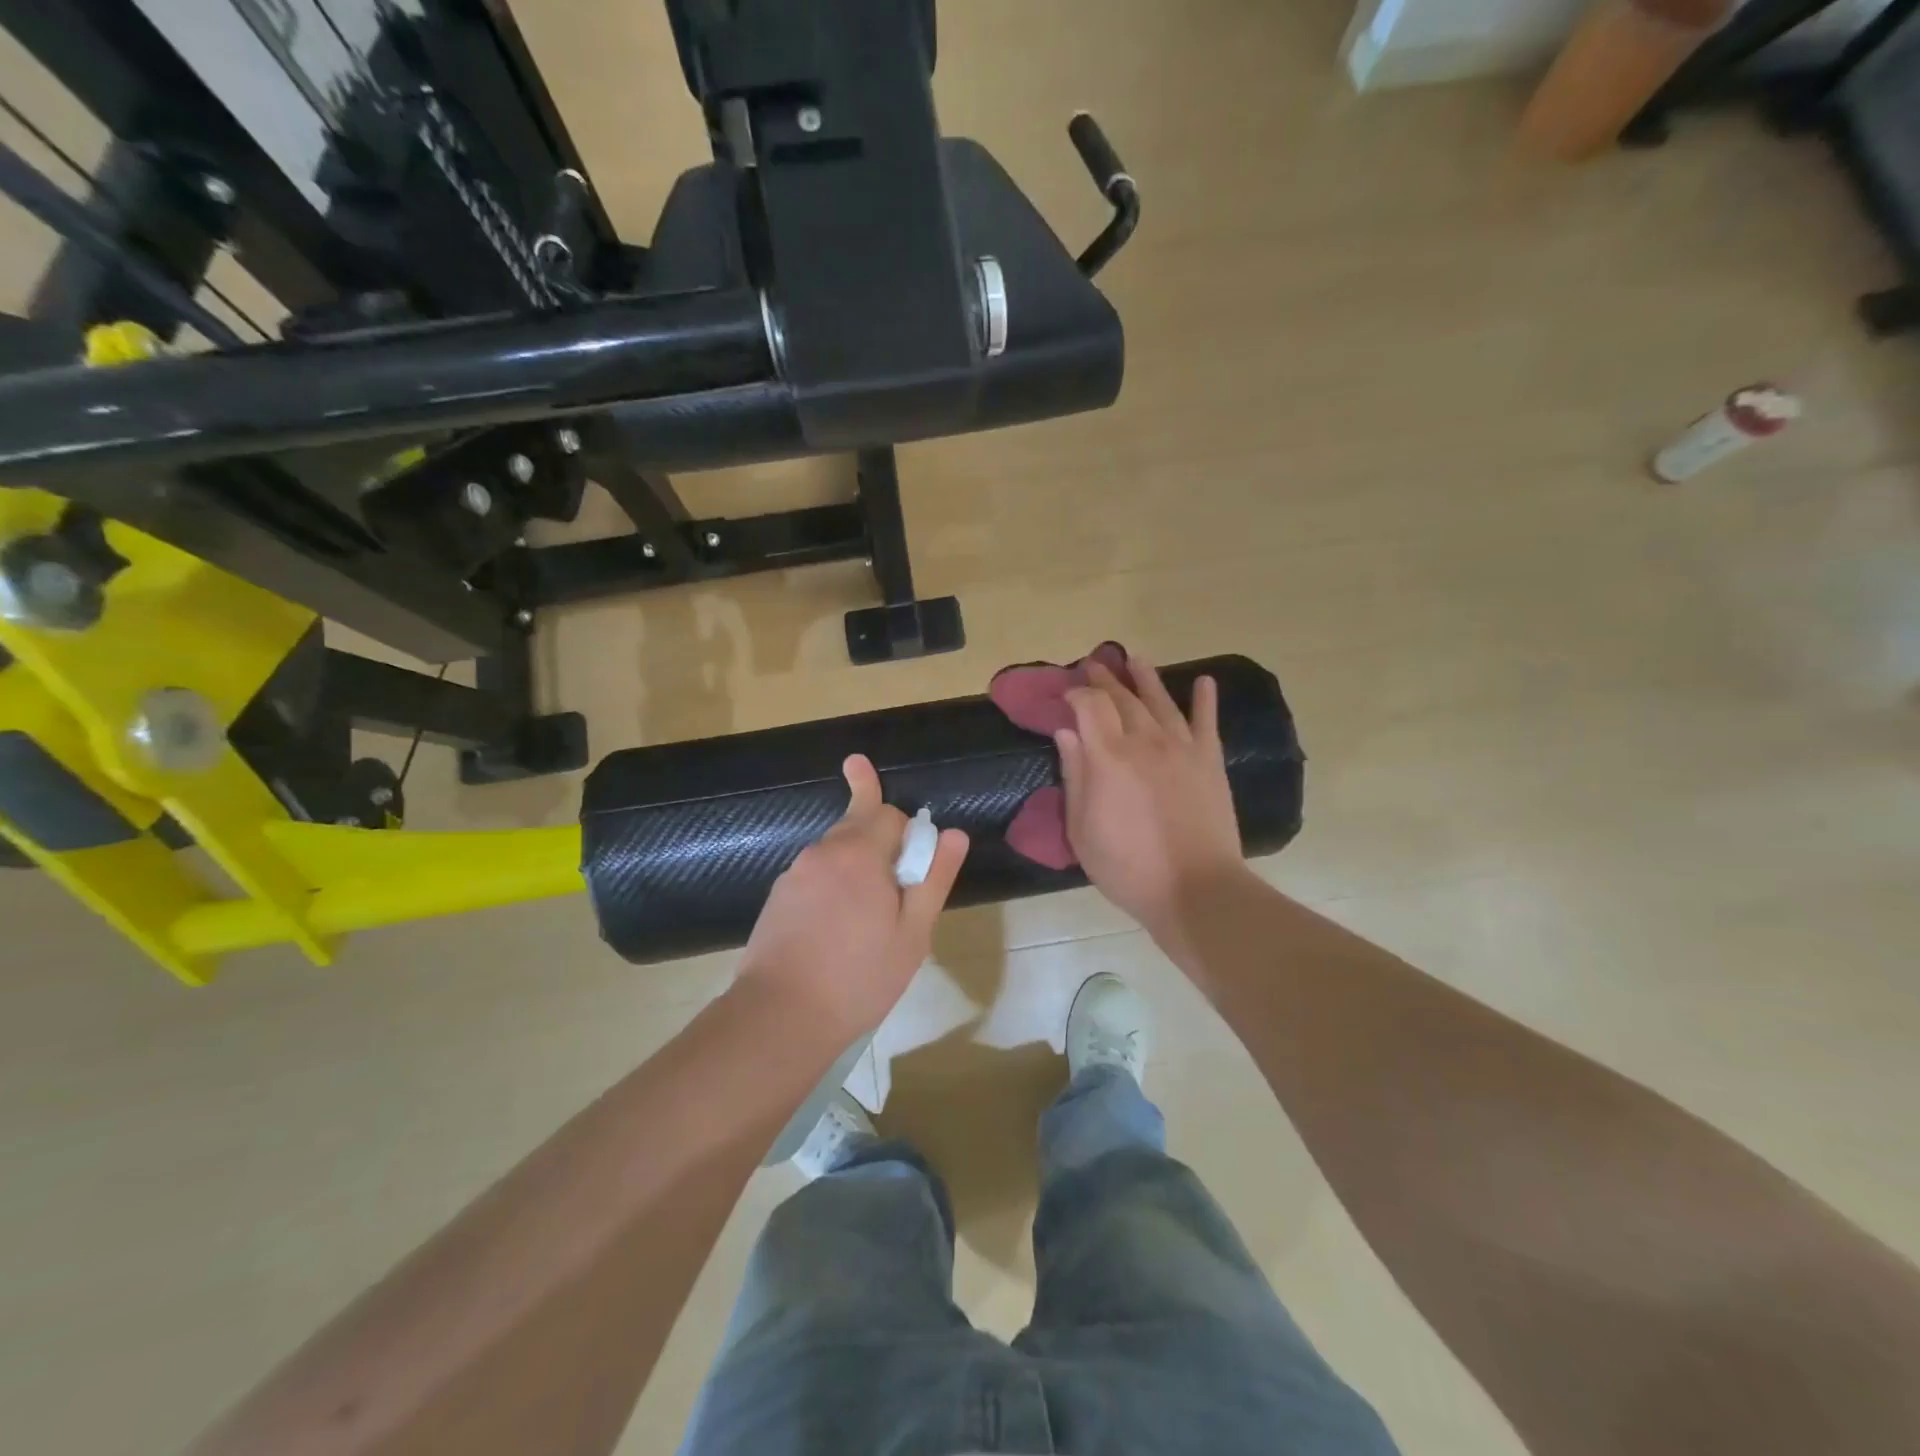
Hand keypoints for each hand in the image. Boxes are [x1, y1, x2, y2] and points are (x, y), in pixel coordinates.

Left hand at [735, 754, 968, 1041]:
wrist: (779, 1016)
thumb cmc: (858, 978)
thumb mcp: (912, 935)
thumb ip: (934, 879)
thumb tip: (955, 834)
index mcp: (859, 853)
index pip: (890, 814)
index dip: (909, 835)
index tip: (915, 872)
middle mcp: (823, 851)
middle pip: (858, 823)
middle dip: (881, 841)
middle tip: (893, 888)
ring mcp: (794, 873)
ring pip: (836, 851)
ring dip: (856, 867)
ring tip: (865, 920)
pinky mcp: (777, 896)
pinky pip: (815, 875)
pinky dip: (832, 887)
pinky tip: (834, 931)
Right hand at [1057, 656, 1248, 943]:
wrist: (1195, 888)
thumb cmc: (1128, 867)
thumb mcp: (1082, 829)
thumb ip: (1075, 775)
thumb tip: (1067, 733)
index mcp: (1108, 756)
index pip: (1090, 705)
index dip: (1076, 693)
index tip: (1066, 694)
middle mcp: (1145, 741)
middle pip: (1123, 698)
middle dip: (1105, 679)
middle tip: (1094, 663)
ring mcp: (1182, 748)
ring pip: (1161, 701)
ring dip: (1146, 678)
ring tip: (1135, 658)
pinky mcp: (1210, 761)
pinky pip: (1207, 722)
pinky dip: (1205, 699)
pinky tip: (1205, 681)